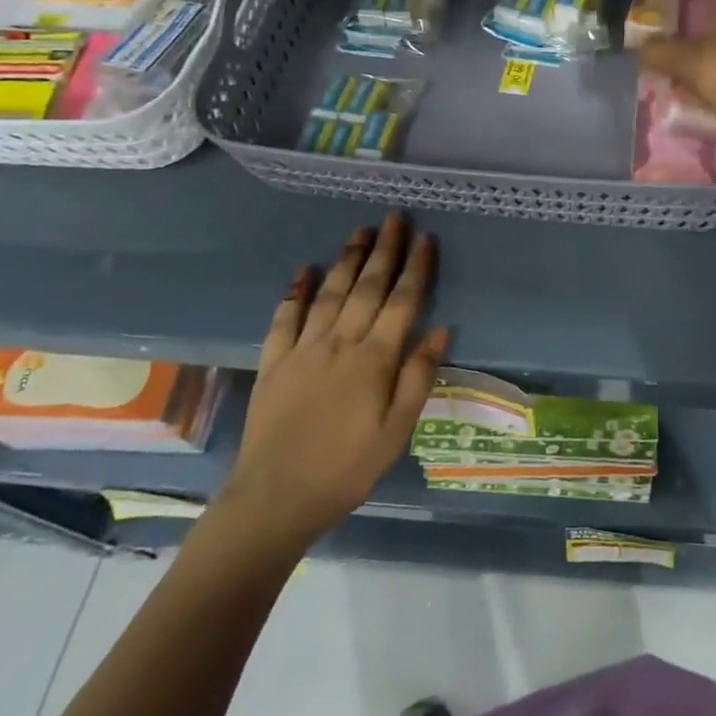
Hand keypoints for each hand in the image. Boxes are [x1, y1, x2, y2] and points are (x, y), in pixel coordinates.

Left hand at [217, 214, 446, 548]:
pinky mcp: (274, 361)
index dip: (416, 268)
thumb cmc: (347, 468)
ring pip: (330, 292)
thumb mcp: (396, 431)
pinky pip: (285, 317)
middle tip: (394, 218)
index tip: (426, 239)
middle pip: (367, 287)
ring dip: (347, 259)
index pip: (402, 302)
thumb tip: (441, 330)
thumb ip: (418, 378)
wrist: (275, 498)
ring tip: (359, 230)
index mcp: (374, 360)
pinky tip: (304, 270)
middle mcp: (340, 342)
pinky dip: (295, 291)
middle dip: (384, 249)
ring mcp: (303, 349)